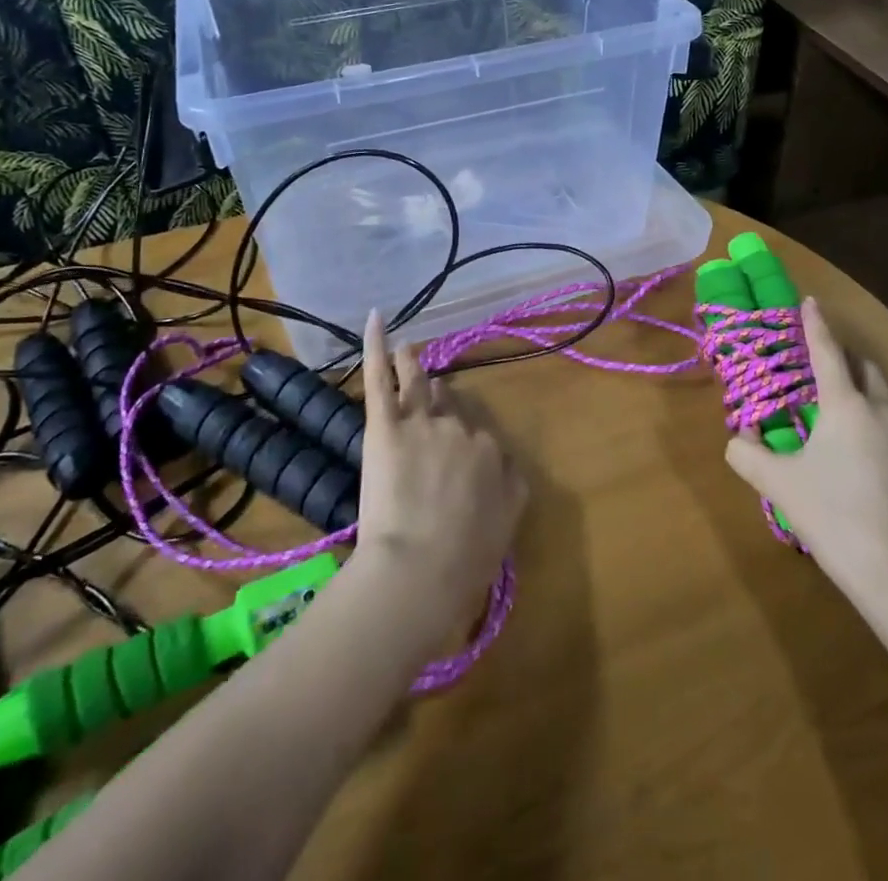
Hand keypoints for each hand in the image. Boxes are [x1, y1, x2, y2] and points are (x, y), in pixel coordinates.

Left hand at [355, 311, 527, 615]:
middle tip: (428, 405)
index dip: (464, 442)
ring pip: (419, 384)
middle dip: (440, 402)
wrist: (421, 568)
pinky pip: (380, 378)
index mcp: (490, 452)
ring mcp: (422, 422)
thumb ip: (512, 487)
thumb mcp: (506, 525)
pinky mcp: (385, 425)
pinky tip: (375, 319)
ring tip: (407, 350)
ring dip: (413, 365)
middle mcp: (460, 429)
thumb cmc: (465, 559)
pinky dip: (375, 346)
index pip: (478, 434)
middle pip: (449, 405)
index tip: (452, 455)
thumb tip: (509, 465)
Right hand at [724, 297, 887, 604]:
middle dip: (846, 361)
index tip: (811, 301)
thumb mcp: (778, 486)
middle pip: (866, 367)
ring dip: (880, 388)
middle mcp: (885, 409)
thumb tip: (738, 435)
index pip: (826, 351)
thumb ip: (747, 453)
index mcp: (844, 406)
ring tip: (867, 406)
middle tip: (829, 372)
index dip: (815, 323)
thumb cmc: (834, 520)